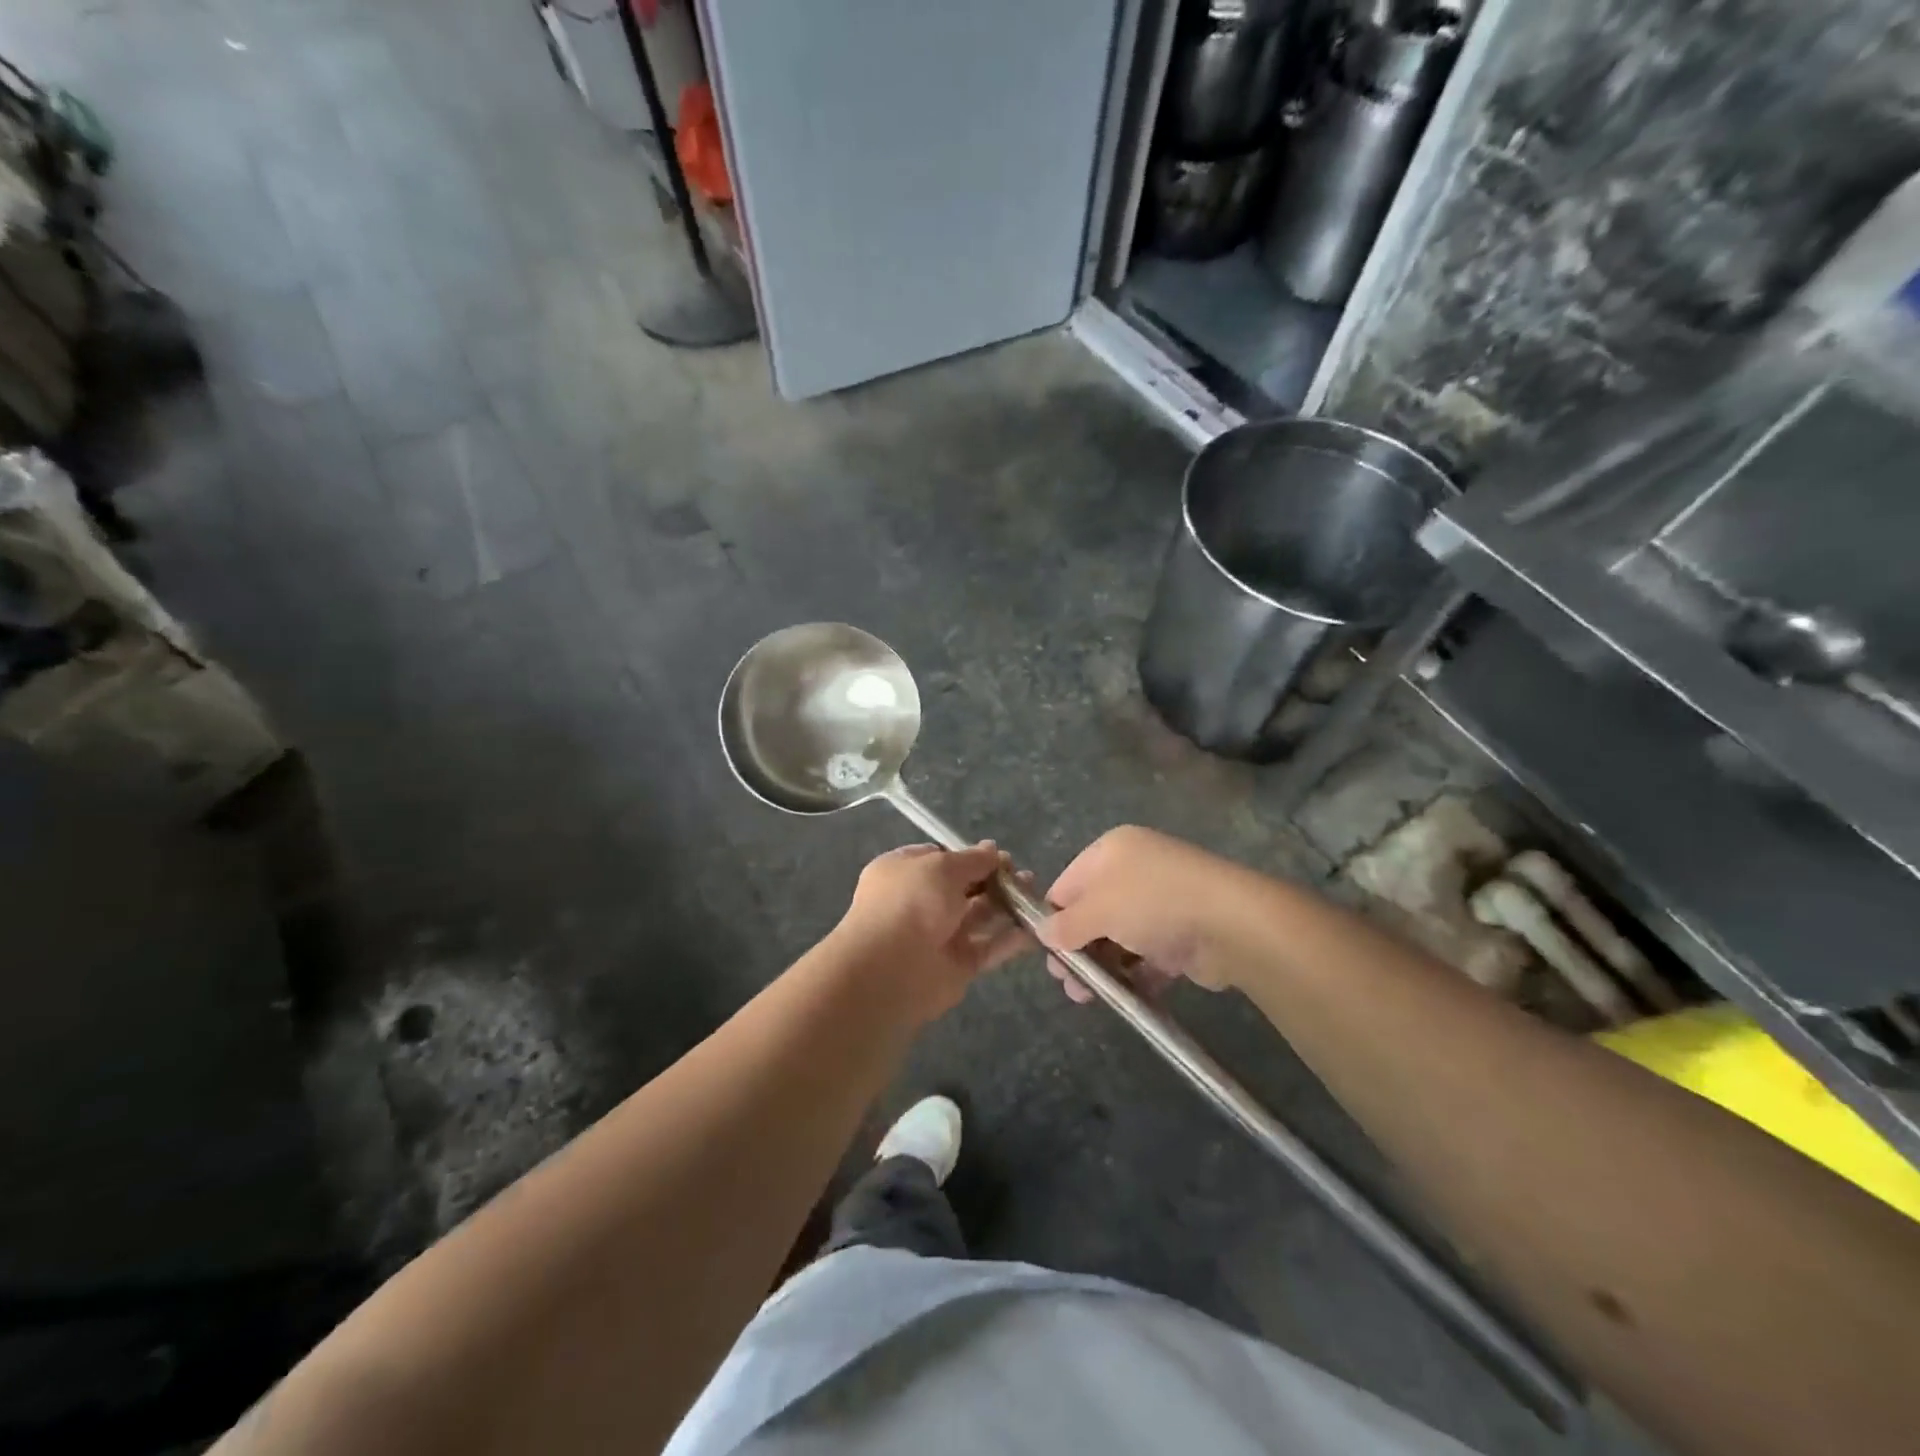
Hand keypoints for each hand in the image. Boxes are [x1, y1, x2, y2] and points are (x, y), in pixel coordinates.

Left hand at [830, 842, 1027, 1020]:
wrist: (892, 969)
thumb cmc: (911, 902)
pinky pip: (988, 947)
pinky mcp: (957, 965)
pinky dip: (1010, 938)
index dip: (969, 856)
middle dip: (993, 880)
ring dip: (1006, 905)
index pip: (939, 858)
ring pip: (978, 916)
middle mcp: (919, 902)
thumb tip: (992, 849)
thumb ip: (972, 859)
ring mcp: (938, 935)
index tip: (998, 856)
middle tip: (1023, 875)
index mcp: (903, 872)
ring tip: (1034, 895)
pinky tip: (1035, 927)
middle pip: (963, 887)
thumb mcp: (942, 867)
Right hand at [1036, 826, 1252, 1002]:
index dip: (1053, 918)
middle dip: (1077, 948)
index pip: (1067, 884)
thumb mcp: (1097, 910)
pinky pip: (1148, 955)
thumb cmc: (1153, 904)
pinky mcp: (1183, 934)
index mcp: (1111, 851)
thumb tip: (1043, 934)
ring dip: (1103, 967)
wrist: (1231, 924)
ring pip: (1119, 938)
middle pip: (1093, 912)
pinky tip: (1125, 997)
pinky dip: (1136, 974)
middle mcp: (1135, 870)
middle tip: (1068, 982)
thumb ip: (1065, 924)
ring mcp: (1162, 903)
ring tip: (1090, 997)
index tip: (1047, 954)